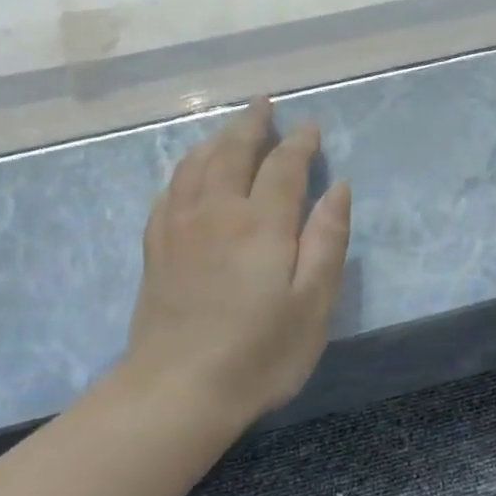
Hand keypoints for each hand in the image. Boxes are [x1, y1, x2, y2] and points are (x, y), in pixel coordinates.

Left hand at [122, 99, 351, 422]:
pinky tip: (189, 175)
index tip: (311, 128)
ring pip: (196, 165)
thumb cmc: (260, 353)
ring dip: (217, 140)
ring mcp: (179, 228)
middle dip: (252, 125)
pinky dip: (185, 171)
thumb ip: (327, 241)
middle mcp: (217, 212)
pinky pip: (169, 191)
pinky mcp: (156, 249)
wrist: (179, 390)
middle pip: (233, 152)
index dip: (300, 143)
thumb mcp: (313, 304)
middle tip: (265, 105)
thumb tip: (338, 190)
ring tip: (231, 131)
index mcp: (261, 223)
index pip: (283, 166)